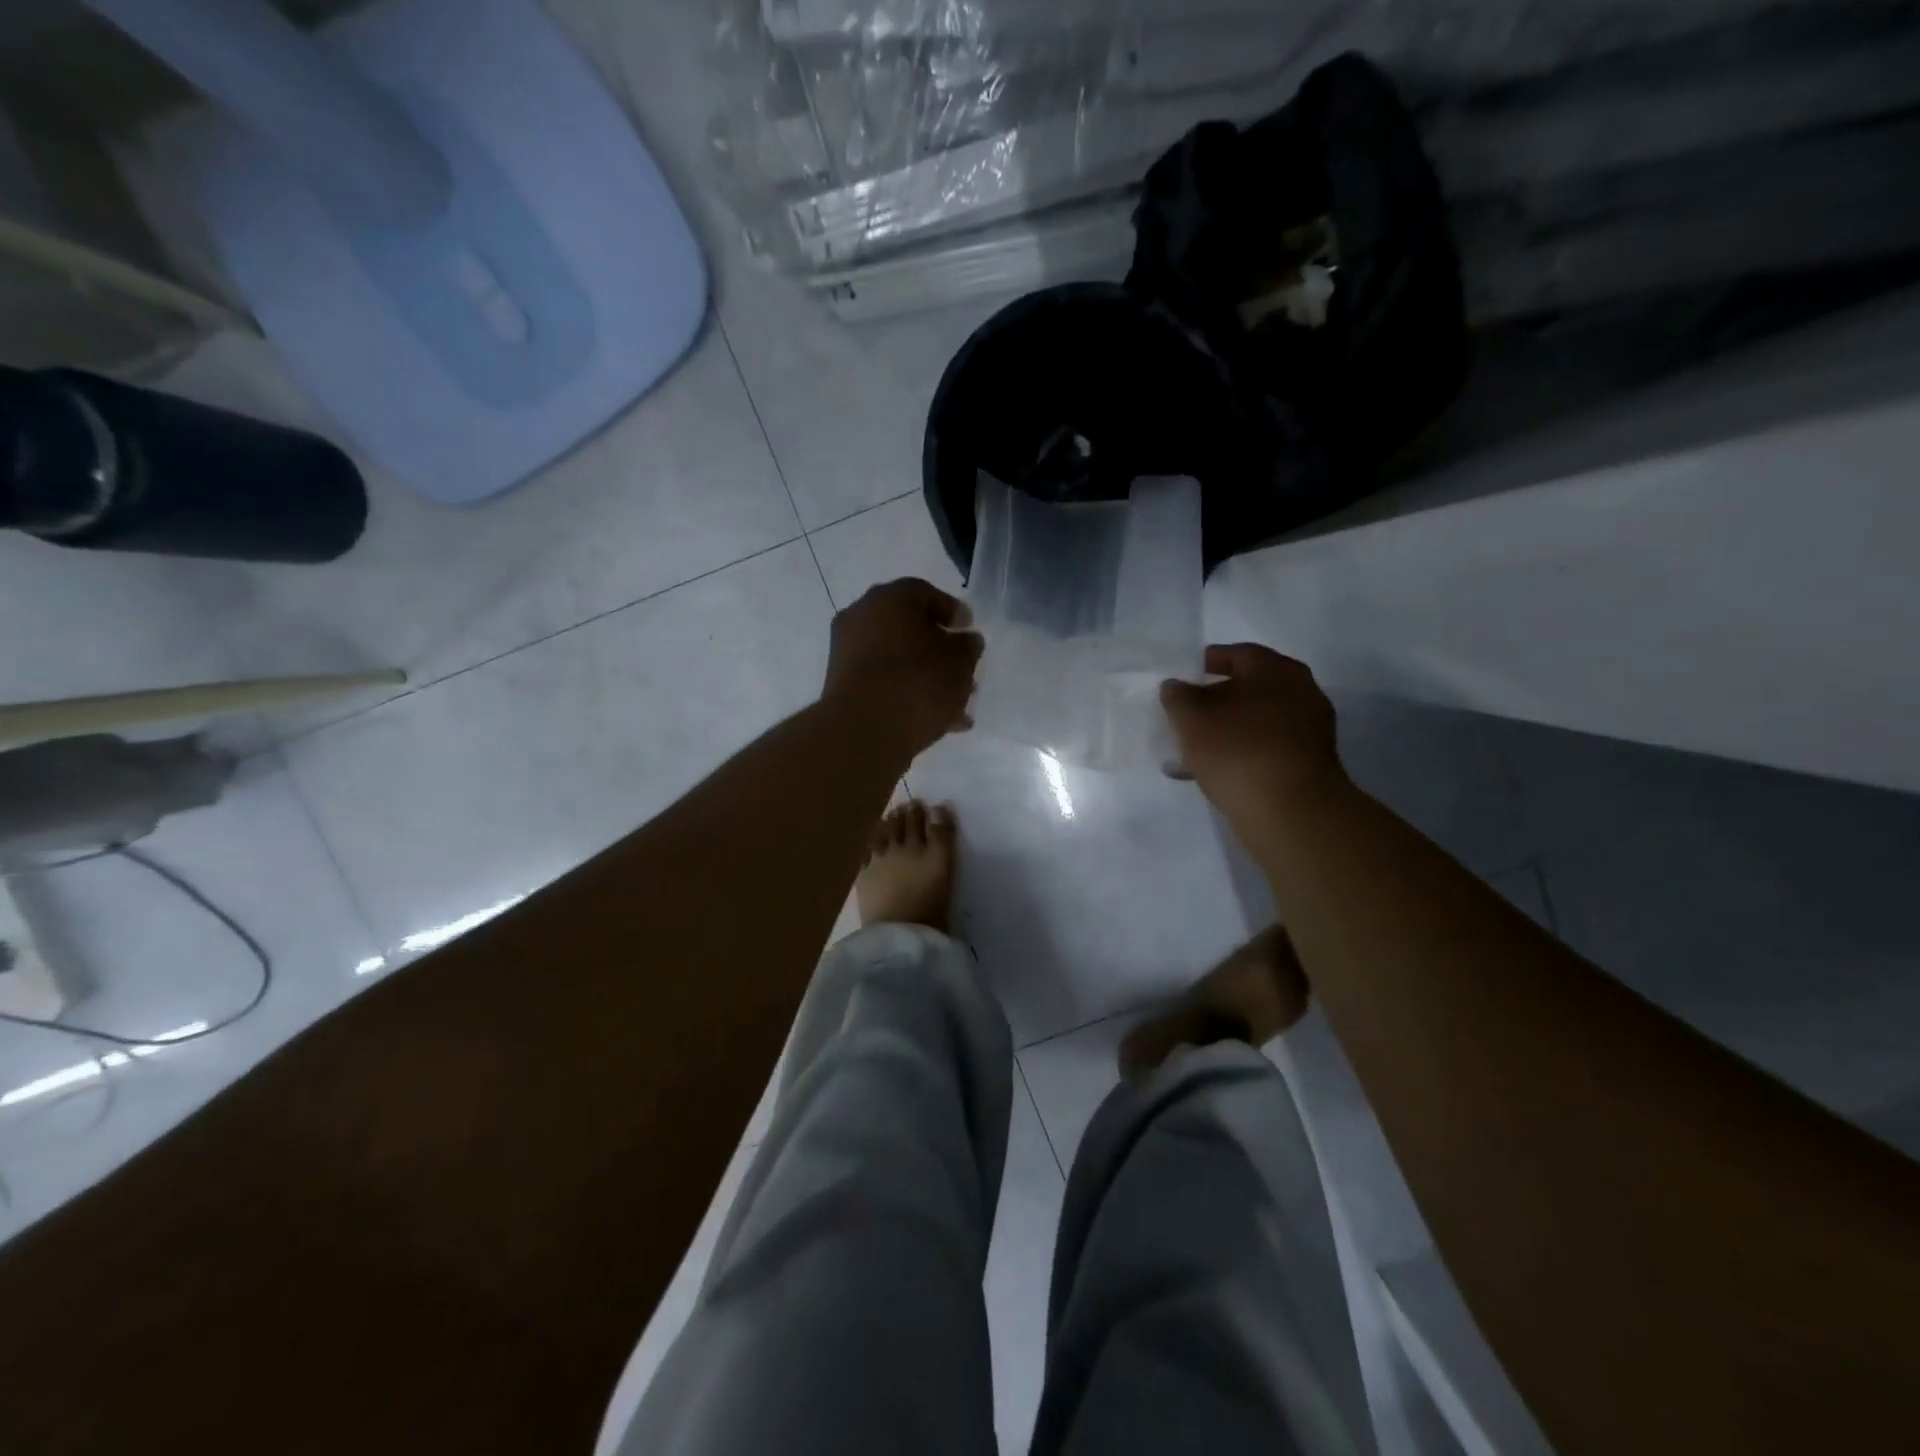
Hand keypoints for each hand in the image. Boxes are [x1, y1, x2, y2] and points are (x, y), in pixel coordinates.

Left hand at [822, 578, 982, 758]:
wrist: (863, 731)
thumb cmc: (918, 683)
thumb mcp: (960, 662)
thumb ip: (968, 646)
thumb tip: (964, 640)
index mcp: (890, 597)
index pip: (926, 594)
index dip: (953, 613)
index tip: (969, 633)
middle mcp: (862, 615)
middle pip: (909, 628)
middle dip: (939, 650)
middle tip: (963, 672)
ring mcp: (847, 650)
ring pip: (896, 658)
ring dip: (925, 676)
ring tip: (953, 706)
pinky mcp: (841, 684)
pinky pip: (881, 681)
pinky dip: (904, 692)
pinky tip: (931, 720)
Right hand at [1161, 644, 1346, 835]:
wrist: (1290, 811)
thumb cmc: (1238, 749)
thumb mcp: (1191, 718)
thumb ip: (1178, 696)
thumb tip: (1176, 687)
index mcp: (1277, 671)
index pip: (1239, 654)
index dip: (1209, 661)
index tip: (1185, 673)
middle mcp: (1300, 694)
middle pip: (1249, 689)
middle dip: (1215, 700)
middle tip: (1186, 712)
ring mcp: (1307, 732)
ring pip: (1255, 723)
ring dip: (1225, 731)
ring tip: (1190, 748)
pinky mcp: (1305, 766)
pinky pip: (1263, 750)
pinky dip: (1238, 754)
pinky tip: (1210, 772)